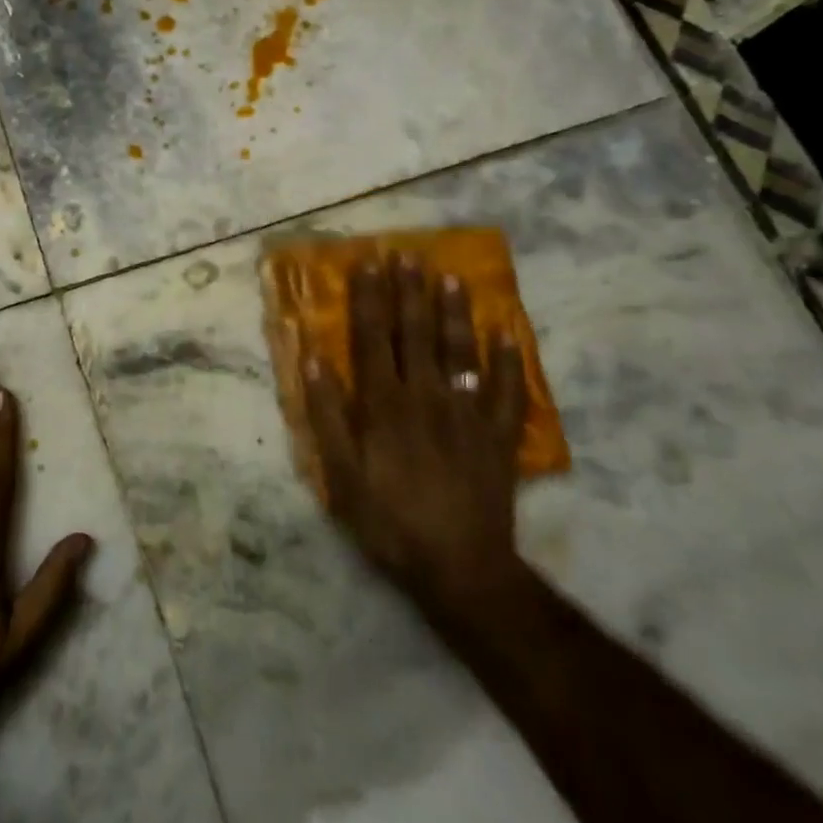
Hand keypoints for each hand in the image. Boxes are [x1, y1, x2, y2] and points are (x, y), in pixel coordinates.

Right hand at [302, 253, 530, 633]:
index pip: (373, 337)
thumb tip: (314, 361)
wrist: (460, 568)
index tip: (368, 262)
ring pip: (460, 351)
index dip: (369, 298)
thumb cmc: (390, 521)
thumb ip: (327, 416)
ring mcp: (467, 413)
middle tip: (408, 254)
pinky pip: (506, 390)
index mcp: (384, 404)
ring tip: (450, 276)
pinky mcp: (498, 436)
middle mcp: (426, 396)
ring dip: (454, 312)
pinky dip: (508, 360)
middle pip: (416, 333)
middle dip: (410, 291)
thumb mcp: (341, 476)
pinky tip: (507, 332)